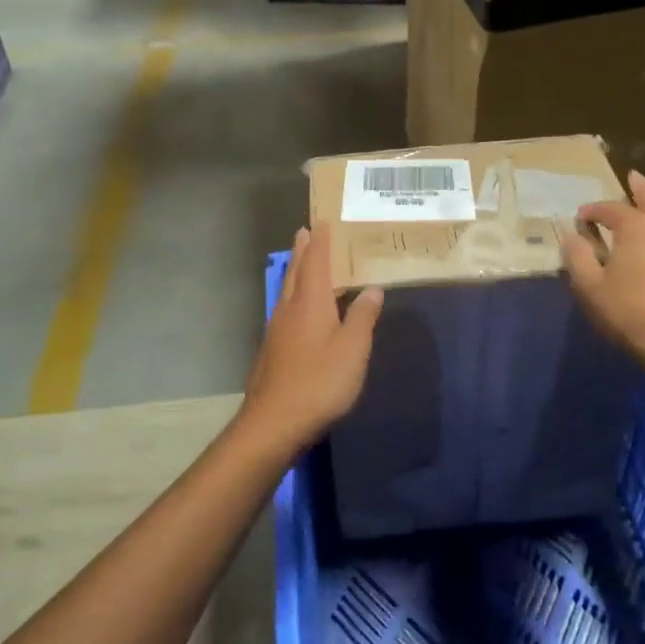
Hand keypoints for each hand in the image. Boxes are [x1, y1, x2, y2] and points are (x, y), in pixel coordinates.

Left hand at [241, 225, 383, 454]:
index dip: (319, 243)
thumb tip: (372, 287)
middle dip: (301, 251)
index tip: (320, 222)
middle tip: (303, 232)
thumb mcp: (353, 349)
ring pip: (286, 290)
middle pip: (295, 272)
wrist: (274, 422)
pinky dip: (292, 296)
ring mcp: (276, 330)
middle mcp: (289, 309)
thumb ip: (363, 316)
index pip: (315, 263)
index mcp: (310, 302)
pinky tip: (296, 309)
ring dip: (294, 272)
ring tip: (300, 262)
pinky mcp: (272, 350)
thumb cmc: (320, 382)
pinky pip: (284, 309)